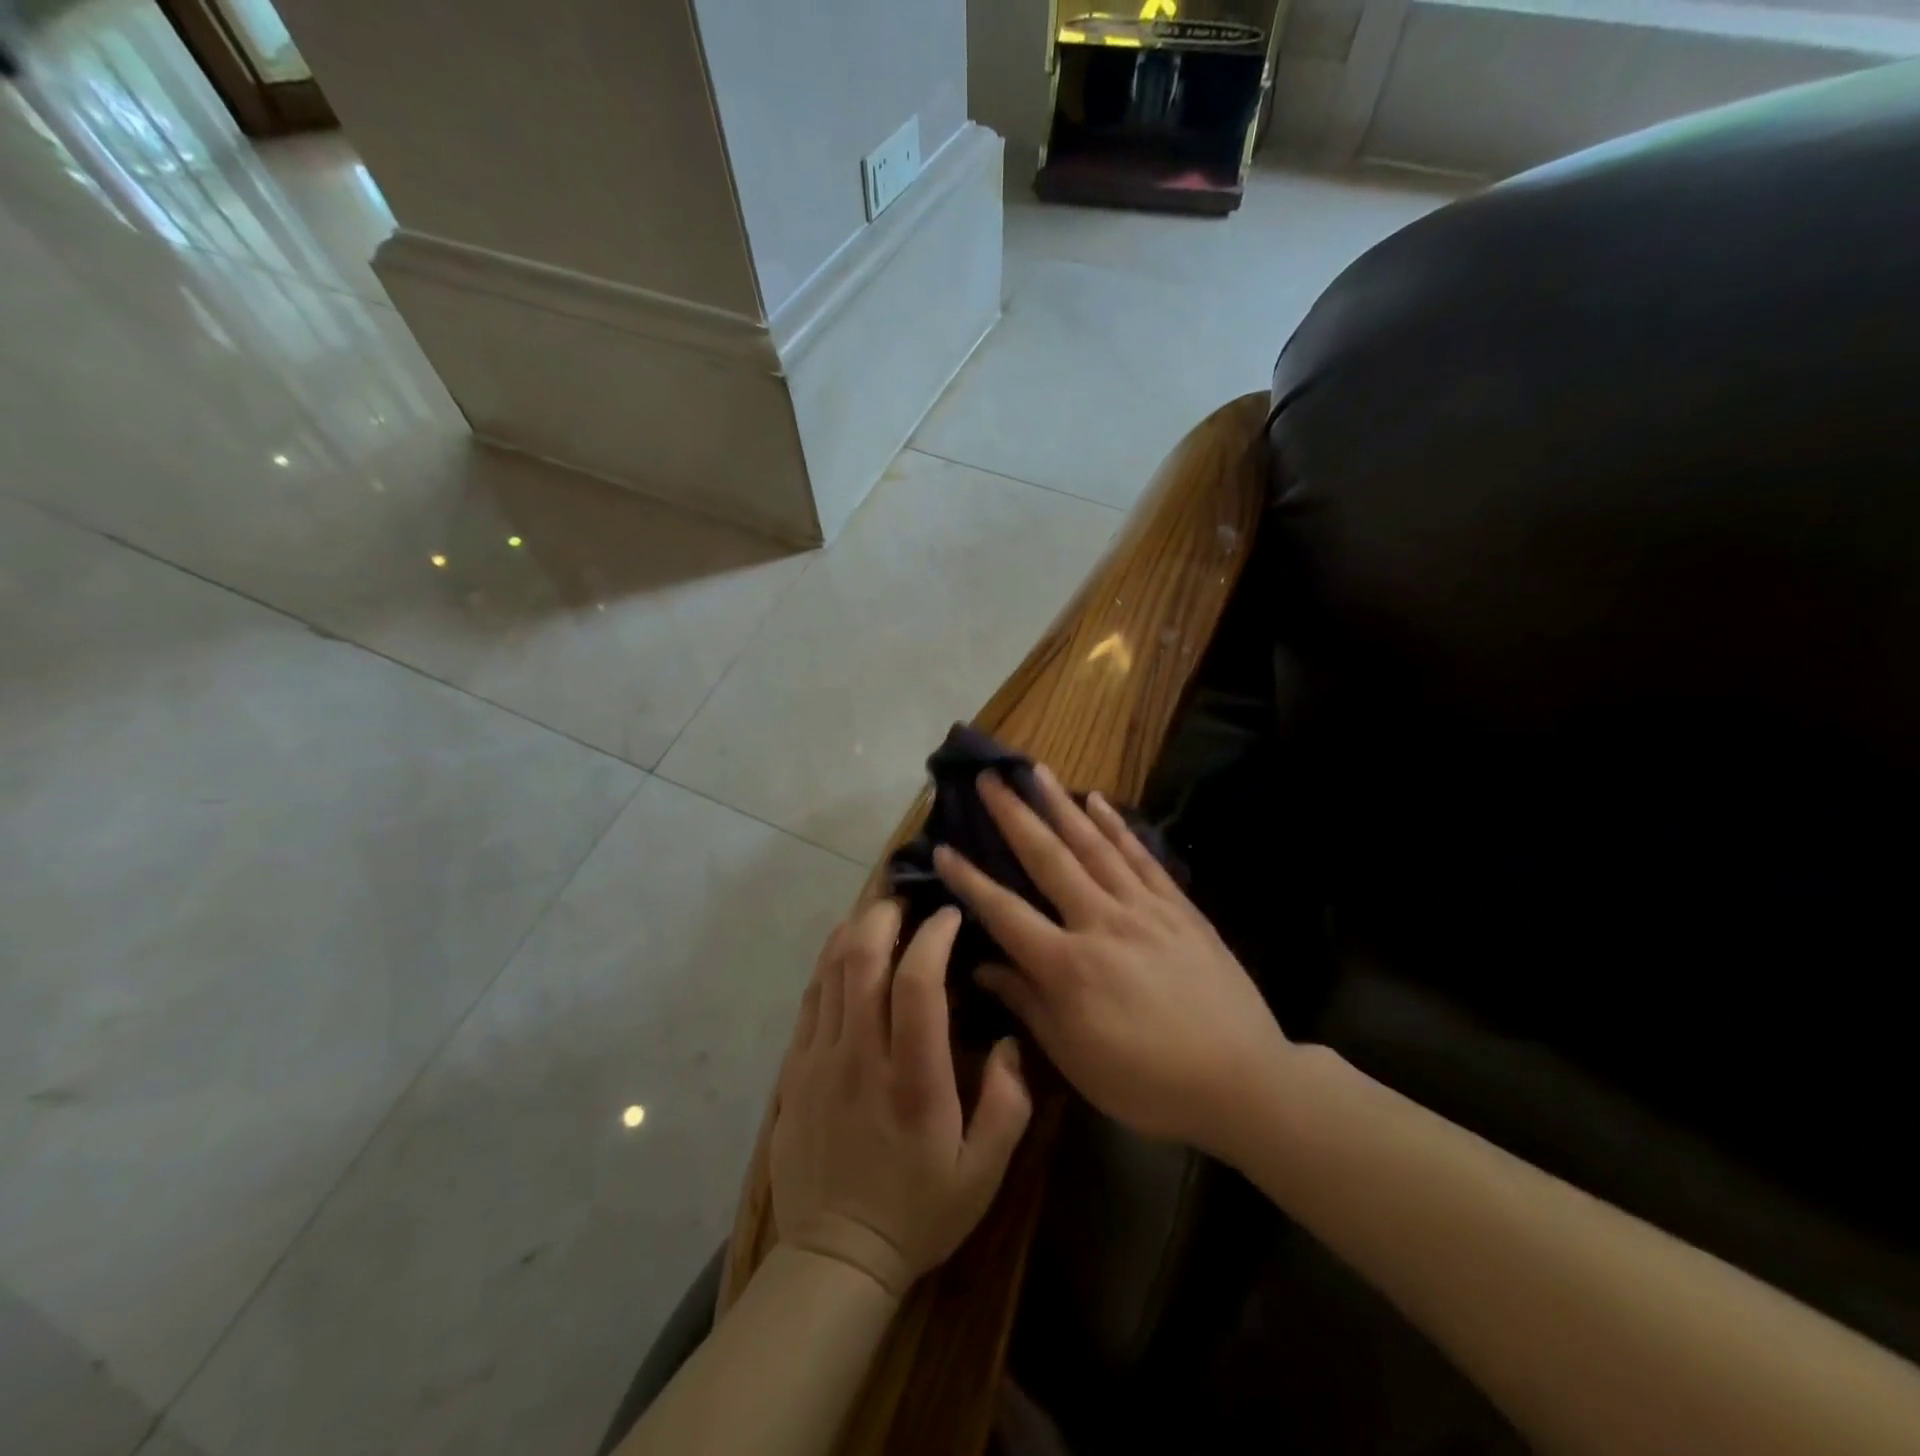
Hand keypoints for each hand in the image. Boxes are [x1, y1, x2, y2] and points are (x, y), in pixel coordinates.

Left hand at [771, 900, 1031, 1298]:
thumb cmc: (920, 1211)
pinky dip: (827, 963)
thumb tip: (1011, 1039)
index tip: (949, 916)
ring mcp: (819, 1061)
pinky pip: (809, 999)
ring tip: (878, 912)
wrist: (836, 1256)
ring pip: (830, 972)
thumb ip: (1008, 1102)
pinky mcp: (794, 1071)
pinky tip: (844, 950)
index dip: (933, 937)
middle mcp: (860, 1058)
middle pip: (863, 961)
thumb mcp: (986, 1172)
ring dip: (854, 930)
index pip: (917, 984)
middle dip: (885, 915)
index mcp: (912, 1080)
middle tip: (907, 899)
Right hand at [934, 766, 1291, 1158]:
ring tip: (1036, 770)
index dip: (969, 880)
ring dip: (1061, 805)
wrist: (1241, 1081)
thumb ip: (1027, 1003)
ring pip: (1094, 846)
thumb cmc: (1147, 1082)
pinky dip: (1117, 826)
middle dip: (1013, 816)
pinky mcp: (1179, 908)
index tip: (943, 847)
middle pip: (1048, 860)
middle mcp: (1100, 923)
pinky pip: (1141, 857)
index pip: (1005, 912)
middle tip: (988, 779)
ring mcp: (1144, 909)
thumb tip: (983, 967)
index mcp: (1067, 966)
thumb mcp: (1075, 1058)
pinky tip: (1097, 801)